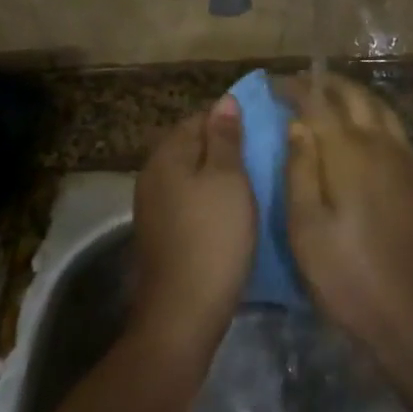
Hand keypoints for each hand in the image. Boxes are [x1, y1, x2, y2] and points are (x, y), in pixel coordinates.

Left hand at [130, 96, 255, 357]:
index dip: (228, 120)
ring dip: (215, 175)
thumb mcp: (228, 178)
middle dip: (222, 147)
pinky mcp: (160, 232)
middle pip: (191, 146)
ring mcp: (152, 205)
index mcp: (167, 154)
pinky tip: (229, 212)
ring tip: (251, 183)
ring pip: (189, 175)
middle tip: (260, 157)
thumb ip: (225, 137)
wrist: (184, 310)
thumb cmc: (213, 235)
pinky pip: (186, 200)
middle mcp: (152, 173)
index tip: (259, 131)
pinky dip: (207, 199)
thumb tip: (224, 101)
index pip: (198, 118)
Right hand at [281, 75, 412, 372]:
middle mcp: (381, 144)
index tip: (274, 84)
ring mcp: (405, 159)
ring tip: (328, 98)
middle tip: (299, 85)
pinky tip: (361, 130)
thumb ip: (300, 169)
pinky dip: (372, 114)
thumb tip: (297, 125)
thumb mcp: (306, 228)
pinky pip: (394, 127)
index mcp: (348, 152)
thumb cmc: (348, 276)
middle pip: (354, 96)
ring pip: (379, 107)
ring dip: (352, 95)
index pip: (318, 102)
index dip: (295, 88)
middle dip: (325, 84)